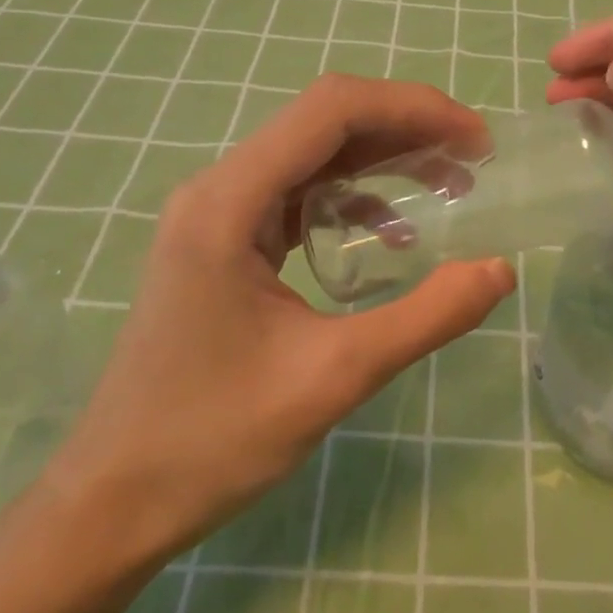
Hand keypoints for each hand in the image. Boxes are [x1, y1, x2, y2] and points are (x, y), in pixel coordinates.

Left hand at [49, 75, 515, 555]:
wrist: (110, 504)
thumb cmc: (210, 441)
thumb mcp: (333, 378)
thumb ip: (426, 317)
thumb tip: (501, 269)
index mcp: (230, 201)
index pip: (332, 110)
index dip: (413, 108)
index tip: (475, 141)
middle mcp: (220, 187)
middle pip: (326, 122)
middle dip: (406, 128)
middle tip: (473, 159)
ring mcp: (218, 212)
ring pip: (315, 153)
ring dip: (384, 159)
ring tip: (450, 184)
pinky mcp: (225, 239)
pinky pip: (300, 193)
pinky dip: (354, 198)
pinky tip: (392, 236)